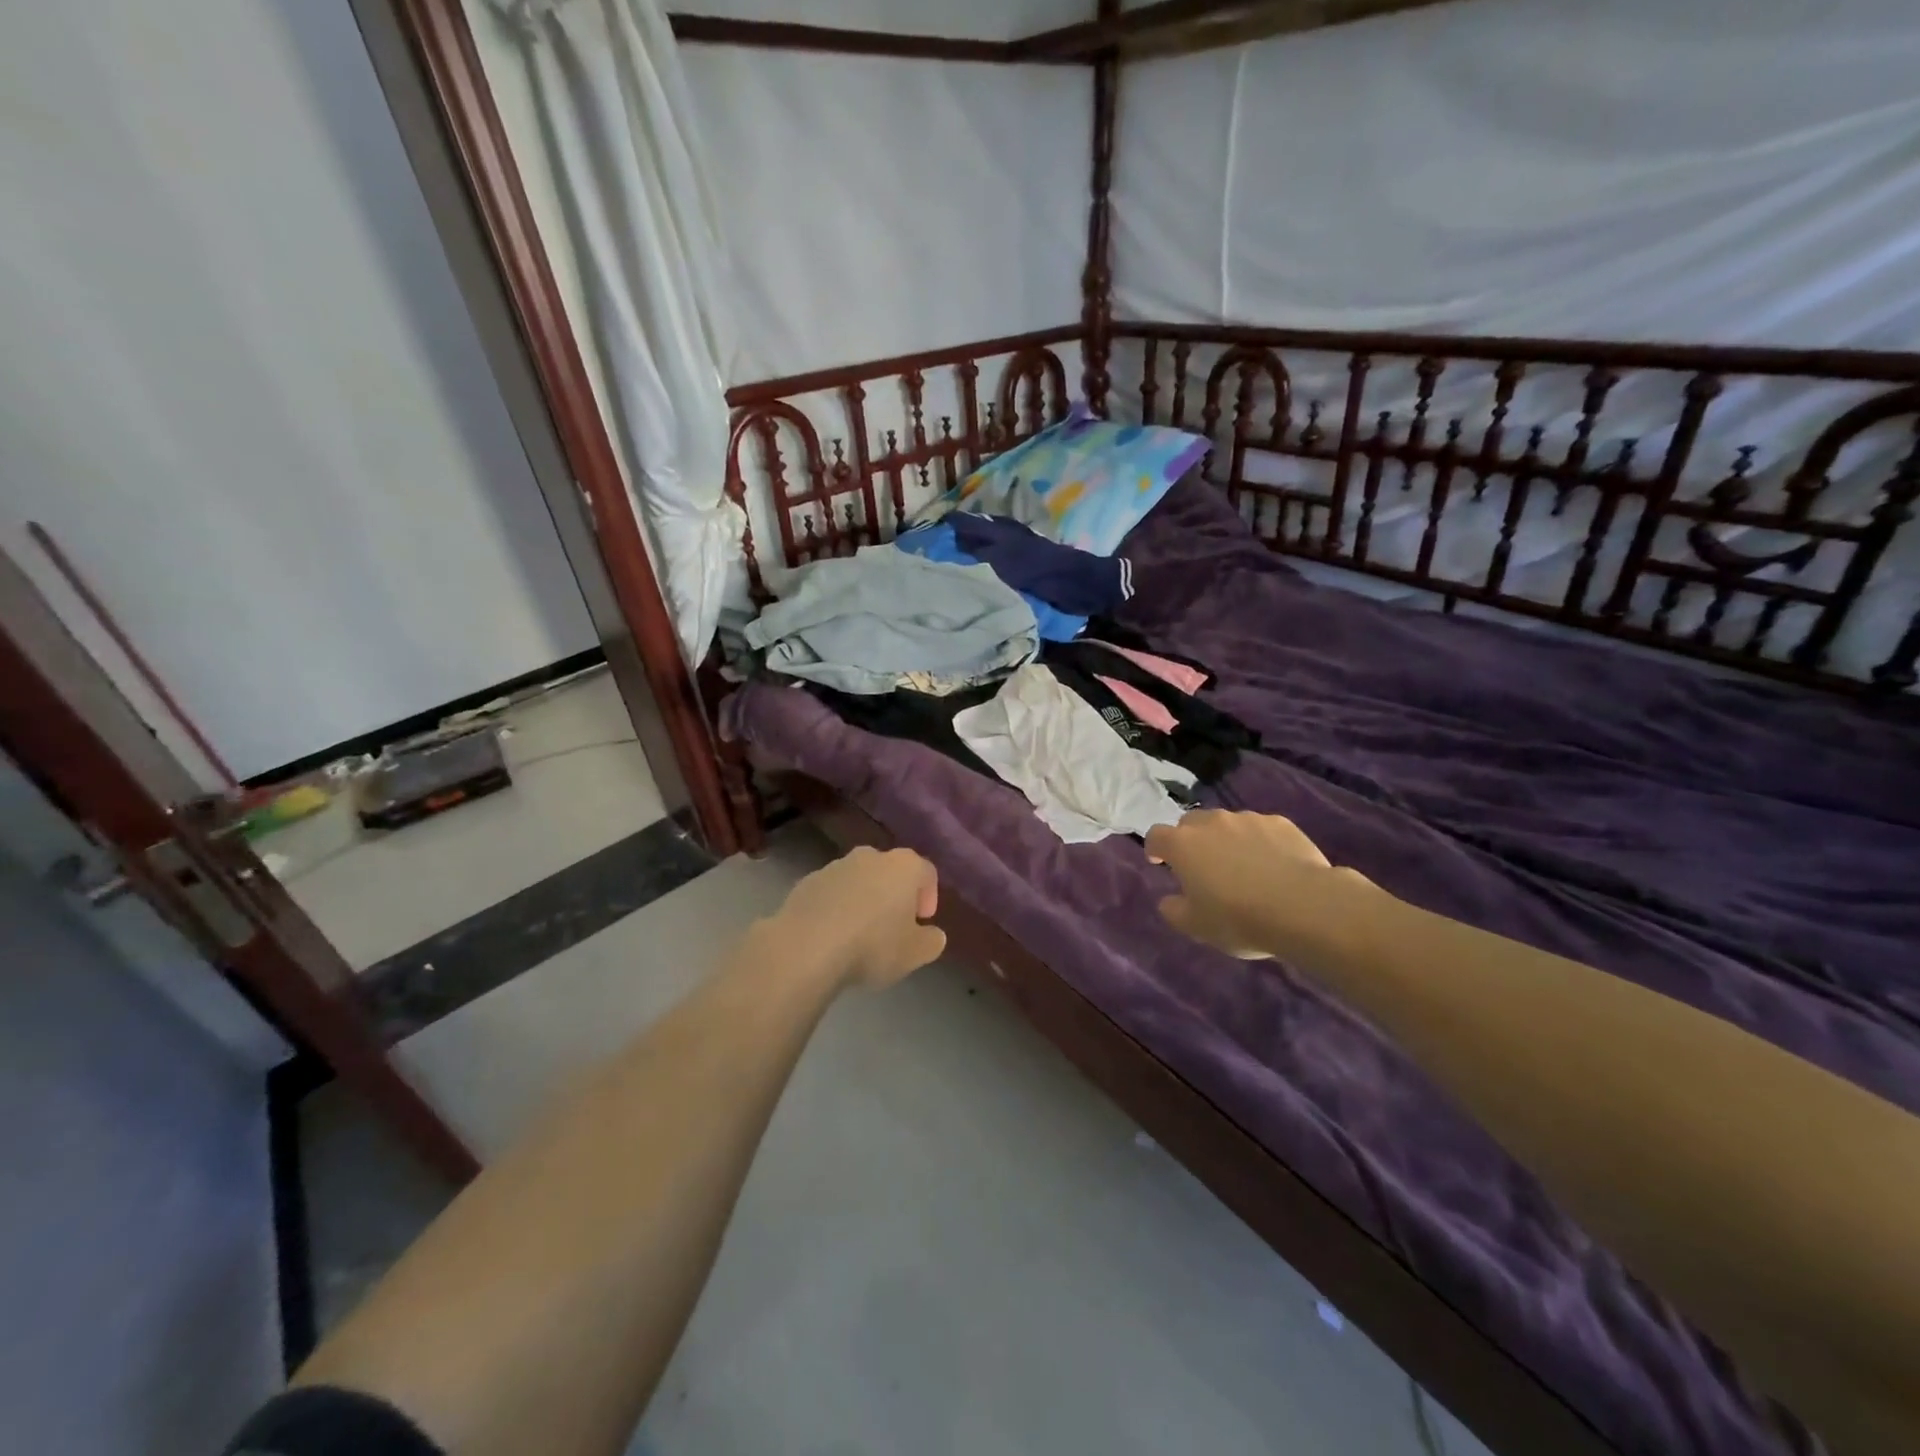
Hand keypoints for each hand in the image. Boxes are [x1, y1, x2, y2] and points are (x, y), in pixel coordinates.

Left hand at [769, 846, 947, 988]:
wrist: (806, 947)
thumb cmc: (872, 946)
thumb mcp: (915, 953)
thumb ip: (931, 941)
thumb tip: (932, 934)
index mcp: (903, 866)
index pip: (926, 872)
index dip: (929, 896)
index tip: (922, 922)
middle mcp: (870, 856)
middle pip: (890, 871)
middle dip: (895, 895)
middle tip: (894, 927)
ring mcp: (835, 866)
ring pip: (858, 880)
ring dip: (863, 900)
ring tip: (859, 935)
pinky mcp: (806, 882)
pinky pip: (831, 893)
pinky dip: (836, 908)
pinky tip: (832, 936)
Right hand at [1145, 809, 1358, 961]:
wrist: (1303, 907)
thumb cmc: (1238, 918)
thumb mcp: (1196, 926)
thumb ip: (1174, 910)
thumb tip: (1169, 900)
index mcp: (1182, 845)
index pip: (1156, 835)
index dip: (1155, 848)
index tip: (1160, 863)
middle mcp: (1211, 822)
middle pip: (1190, 823)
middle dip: (1190, 839)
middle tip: (1201, 866)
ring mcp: (1247, 819)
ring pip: (1227, 823)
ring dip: (1226, 839)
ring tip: (1242, 867)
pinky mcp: (1280, 823)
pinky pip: (1261, 829)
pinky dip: (1259, 842)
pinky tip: (1273, 865)